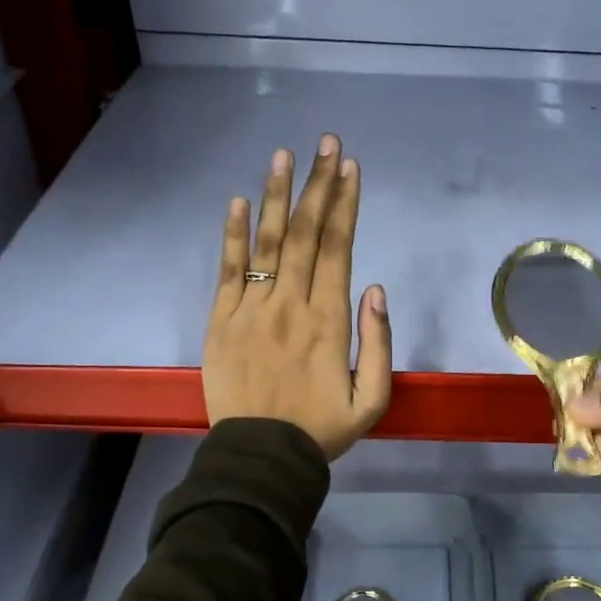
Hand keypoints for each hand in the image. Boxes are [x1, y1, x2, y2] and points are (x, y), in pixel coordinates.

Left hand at [203, 134, 391, 459]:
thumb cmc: (321, 429)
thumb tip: (376, 288)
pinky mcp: (221, 321)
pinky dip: (232, 234)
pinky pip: (228, 270)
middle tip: (326, 144)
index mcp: (329, 321)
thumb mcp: (372, 400)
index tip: (350, 168)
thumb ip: (378, 343)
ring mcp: (251, 309)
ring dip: (277, 196)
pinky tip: (237, 202)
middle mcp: (291, 304)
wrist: (261, 457)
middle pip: (307, 234)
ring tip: (284, 156)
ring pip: (267, 242)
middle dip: (319, 185)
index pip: (339, 249)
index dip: (345, 205)